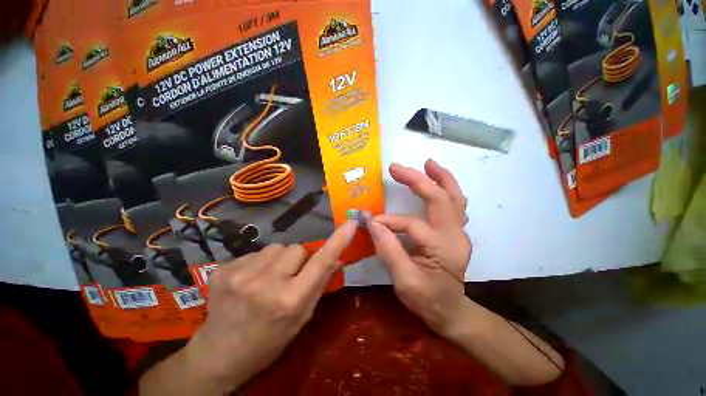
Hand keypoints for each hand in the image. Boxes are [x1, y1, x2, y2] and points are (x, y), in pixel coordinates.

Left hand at [163, 221, 357, 393]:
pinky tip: (249, 280)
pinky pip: (255, 252)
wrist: (218, 355)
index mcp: (289, 300)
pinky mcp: (222, 269)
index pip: (320, 263)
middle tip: (290, 275)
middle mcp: (265, 283)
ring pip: (276, 247)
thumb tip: (337, 259)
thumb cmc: (268, 341)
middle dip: (299, 258)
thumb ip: (319, 285)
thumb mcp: (301, 318)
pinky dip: (259, 262)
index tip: (351, 224)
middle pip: (296, 248)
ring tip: (268, 277)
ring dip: (279, 259)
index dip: (337, 241)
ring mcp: (240, 274)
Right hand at [368, 159, 470, 335]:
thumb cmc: (427, 299)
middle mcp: (455, 234)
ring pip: (454, 197)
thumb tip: (373, 224)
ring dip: (441, 178)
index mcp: (443, 247)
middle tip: (397, 168)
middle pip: (440, 198)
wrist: (451, 310)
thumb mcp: (405, 282)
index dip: (389, 222)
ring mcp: (459, 231)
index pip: (411, 224)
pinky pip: (455, 204)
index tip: (370, 223)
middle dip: (418, 180)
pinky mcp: (456, 231)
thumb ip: (389, 251)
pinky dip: (447, 188)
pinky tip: (437, 180)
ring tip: (428, 163)